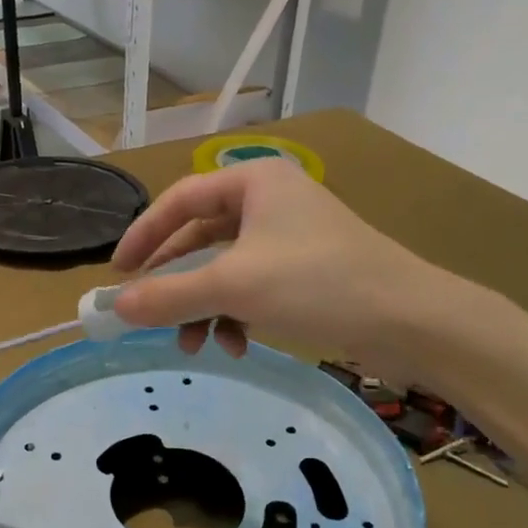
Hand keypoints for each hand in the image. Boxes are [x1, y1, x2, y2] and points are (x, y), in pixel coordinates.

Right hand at [109, 160, 476, 361]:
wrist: (412, 322)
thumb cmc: (317, 284)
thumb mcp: (233, 287)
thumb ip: (169, 295)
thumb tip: (115, 308)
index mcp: (253, 181)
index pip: (179, 200)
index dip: (143, 236)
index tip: (118, 274)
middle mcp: (270, 200)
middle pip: (200, 238)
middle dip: (176, 283)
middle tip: (149, 316)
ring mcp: (291, 236)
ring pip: (225, 268)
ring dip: (204, 306)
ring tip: (194, 346)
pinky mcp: (306, 270)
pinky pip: (252, 286)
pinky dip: (235, 314)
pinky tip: (235, 346)